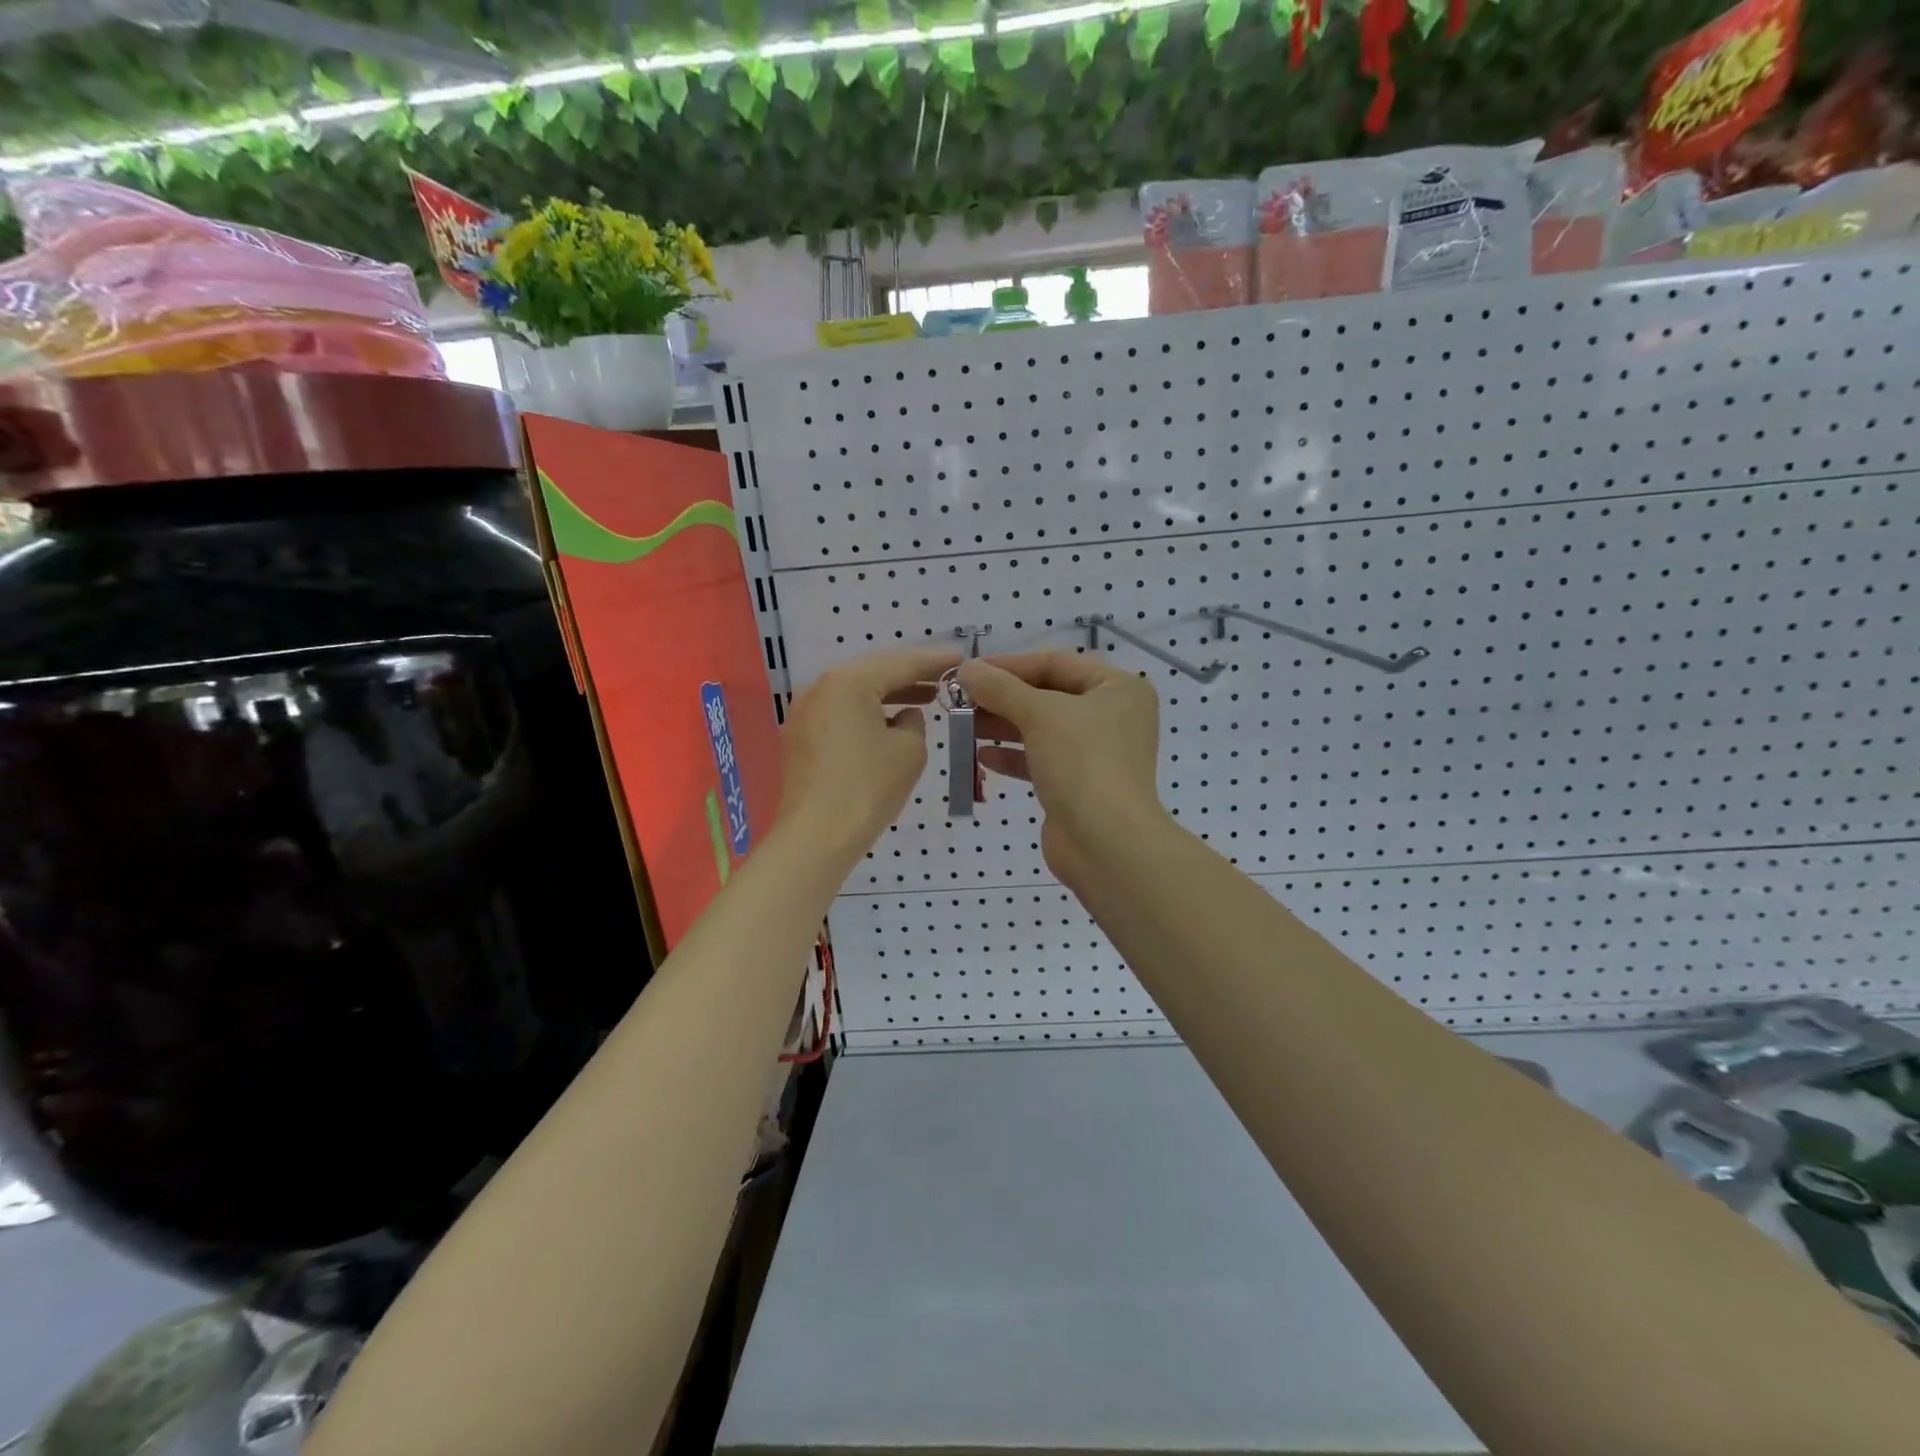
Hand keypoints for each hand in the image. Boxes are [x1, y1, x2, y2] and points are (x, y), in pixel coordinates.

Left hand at [776, 647, 960, 863]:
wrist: (816, 837)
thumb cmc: (868, 788)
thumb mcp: (909, 750)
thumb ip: (914, 722)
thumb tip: (903, 716)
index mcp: (848, 682)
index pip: (900, 663)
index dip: (933, 662)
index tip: (960, 659)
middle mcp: (820, 687)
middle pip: (873, 671)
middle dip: (909, 673)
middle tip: (942, 676)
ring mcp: (804, 712)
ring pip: (854, 691)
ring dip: (888, 693)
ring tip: (923, 698)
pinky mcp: (800, 737)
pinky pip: (840, 712)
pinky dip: (866, 711)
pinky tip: (888, 722)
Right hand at [956, 651, 1167, 883]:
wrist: (1105, 843)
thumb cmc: (1082, 762)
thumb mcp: (1040, 714)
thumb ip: (1001, 688)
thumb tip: (966, 668)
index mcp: (1117, 688)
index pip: (1056, 663)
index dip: (1010, 664)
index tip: (968, 670)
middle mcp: (1112, 715)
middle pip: (1048, 694)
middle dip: (1003, 697)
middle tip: (960, 698)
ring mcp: (1097, 752)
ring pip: (1042, 728)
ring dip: (1003, 725)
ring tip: (964, 724)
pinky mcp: (1079, 784)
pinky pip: (1042, 759)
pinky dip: (1013, 755)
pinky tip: (983, 757)